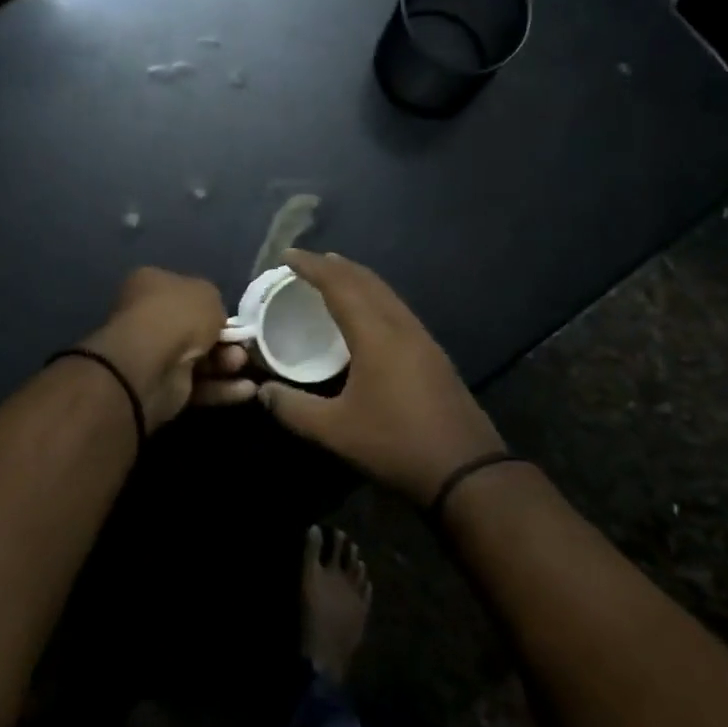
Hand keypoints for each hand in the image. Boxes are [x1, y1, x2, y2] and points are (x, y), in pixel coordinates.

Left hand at [81, 267, 257, 431]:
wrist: (153, 363)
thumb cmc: (178, 316)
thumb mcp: (208, 294)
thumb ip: (214, 304)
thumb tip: (214, 319)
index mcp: (150, 285)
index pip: (183, 291)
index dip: (209, 304)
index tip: (230, 316)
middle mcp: (147, 317)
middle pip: (192, 328)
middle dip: (222, 339)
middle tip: (243, 345)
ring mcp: (153, 354)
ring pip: (198, 358)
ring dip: (225, 363)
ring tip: (242, 364)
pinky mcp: (162, 387)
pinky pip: (197, 385)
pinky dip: (221, 388)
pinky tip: (246, 390)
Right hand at [257, 251, 505, 504]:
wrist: (465, 470)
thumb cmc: (395, 444)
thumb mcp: (335, 431)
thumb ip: (293, 409)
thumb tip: (262, 392)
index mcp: (376, 335)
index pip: (340, 286)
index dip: (312, 267)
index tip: (287, 256)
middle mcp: (401, 326)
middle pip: (367, 281)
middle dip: (335, 266)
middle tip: (307, 262)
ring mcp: (422, 339)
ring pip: (386, 294)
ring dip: (358, 280)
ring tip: (334, 278)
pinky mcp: (433, 355)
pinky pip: (396, 309)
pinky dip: (374, 298)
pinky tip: (366, 315)